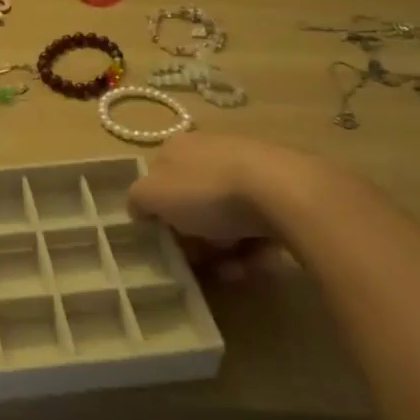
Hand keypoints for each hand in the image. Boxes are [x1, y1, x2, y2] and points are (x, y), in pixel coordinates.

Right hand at [128, 134, 344, 284]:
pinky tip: (258, 263)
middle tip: (203, 261)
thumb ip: (137, 200)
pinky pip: (259, 222)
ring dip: (226, 250)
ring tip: (235, 272)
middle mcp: (211, 150)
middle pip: (194, 202)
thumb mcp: (152, 195)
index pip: (159, 181)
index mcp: (177, 147)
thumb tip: (139, 209)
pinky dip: (255, 246)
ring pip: (227, 217)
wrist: (282, 191)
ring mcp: (249, 166)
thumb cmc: (207, 192)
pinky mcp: (282, 187)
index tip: (170, 241)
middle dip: (196, 238)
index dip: (161, 214)